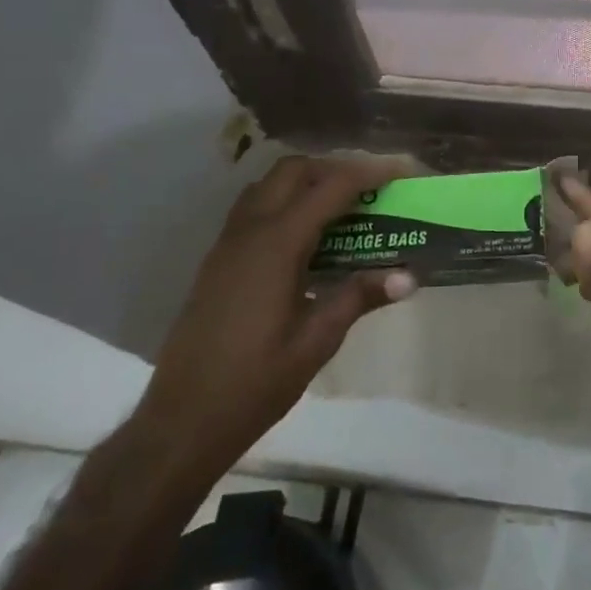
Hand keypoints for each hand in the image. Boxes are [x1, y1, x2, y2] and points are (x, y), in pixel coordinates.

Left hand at [136, 155, 415, 476]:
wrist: (181, 421)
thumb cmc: (254, 383)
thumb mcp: (316, 342)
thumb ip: (359, 298)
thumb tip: (409, 276)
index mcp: (276, 245)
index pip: (330, 188)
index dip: (369, 173)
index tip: (401, 170)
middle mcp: (249, 231)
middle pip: (294, 171)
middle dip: (335, 168)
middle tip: (370, 190)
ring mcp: (227, 244)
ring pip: (268, 185)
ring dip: (306, 182)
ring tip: (342, 208)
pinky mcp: (217, 261)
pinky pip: (254, 209)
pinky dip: (285, 202)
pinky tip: (306, 239)